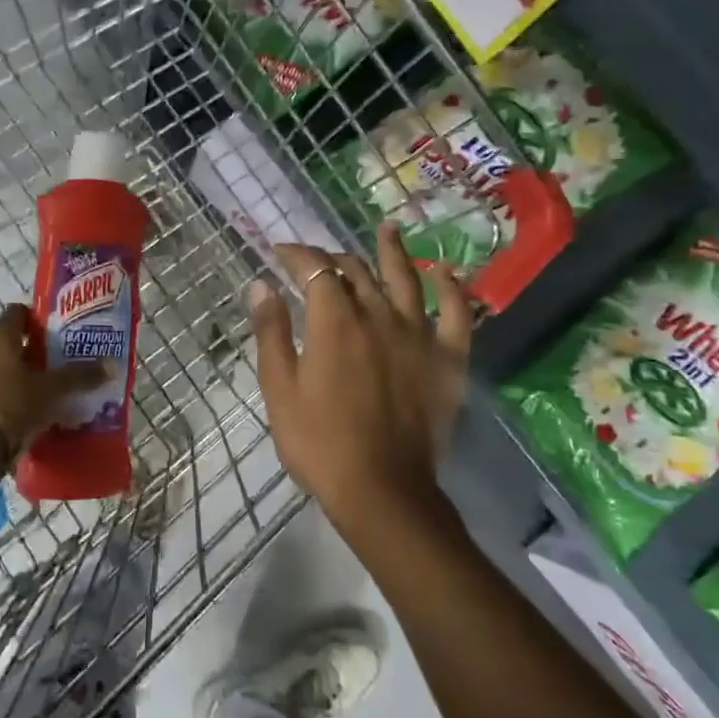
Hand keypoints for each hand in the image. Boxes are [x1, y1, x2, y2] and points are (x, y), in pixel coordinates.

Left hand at [0, 304, 108, 450]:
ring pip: (5, 367)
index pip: (18, 312)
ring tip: (53, 386)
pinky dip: (14, 395)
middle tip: (63, 359)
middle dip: (37, 349)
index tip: (60, 331)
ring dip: (25, 374)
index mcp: (0, 336)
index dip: (39, 318)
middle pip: (13, 341)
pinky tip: (35, 408)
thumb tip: (112, 364)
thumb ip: (81, 375)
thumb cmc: (13, 403)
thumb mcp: (53, 389)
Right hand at [249, 224, 473, 535]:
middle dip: (334, 258)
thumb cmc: (319, 442)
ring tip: (388, 228)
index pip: (314, 269)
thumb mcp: (279, 389)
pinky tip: (445, 272)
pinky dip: (451, 289)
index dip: (296, 254)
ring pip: (406, 279)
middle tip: (320, 260)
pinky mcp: (448, 358)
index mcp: (334, 322)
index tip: (280, 251)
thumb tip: (262, 284)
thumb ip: (271, 332)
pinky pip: (456, 314)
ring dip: (394, 251)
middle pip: (356, 271)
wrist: (381, 489)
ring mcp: (418, 334)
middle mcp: (378, 315)